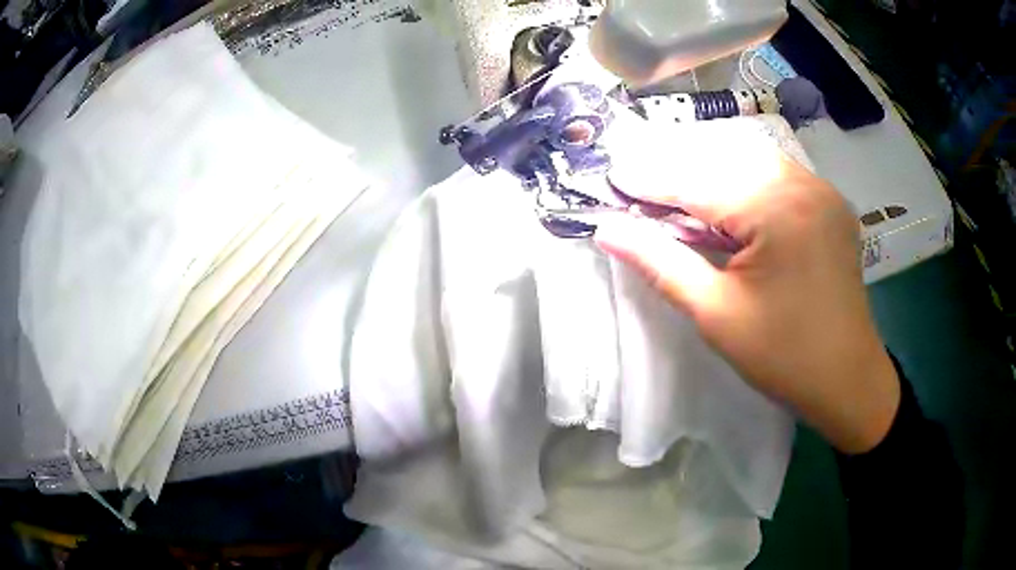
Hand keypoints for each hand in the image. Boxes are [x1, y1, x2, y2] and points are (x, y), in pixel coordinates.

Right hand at [596, 120, 899, 453]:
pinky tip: (727, 203)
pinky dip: (743, 181)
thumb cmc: (783, 356)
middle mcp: (803, 183)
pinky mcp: (830, 202)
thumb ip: (661, 263)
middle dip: (678, 172)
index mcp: (778, 210)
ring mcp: (822, 189)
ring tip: (676, 196)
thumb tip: (607, 229)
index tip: (612, 178)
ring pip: (751, 161)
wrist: (848, 380)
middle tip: (639, 187)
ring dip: (710, 173)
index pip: (699, 182)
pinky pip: (777, 175)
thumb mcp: (716, 314)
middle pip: (724, 161)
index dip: (651, 181)